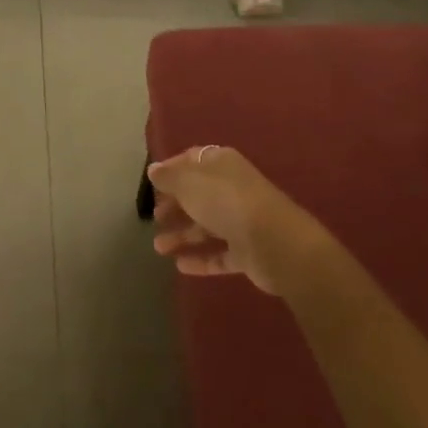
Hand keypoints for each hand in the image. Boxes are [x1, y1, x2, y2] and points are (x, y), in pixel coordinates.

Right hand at [147, 145, 324, 293]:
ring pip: (206, 226)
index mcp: (221, 164)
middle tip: (155, 217)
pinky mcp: (247, 252)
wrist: (274, 243)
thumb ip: (169, 177)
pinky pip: (219, 254)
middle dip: (175, 205)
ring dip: (182, 235)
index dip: (172, 170)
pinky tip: (180, 266)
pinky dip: (201, 259)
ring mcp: (241, 221)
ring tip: (159, 248)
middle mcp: (232, 189)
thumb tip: (154, 170)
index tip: (152, 183)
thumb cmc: (226, 201)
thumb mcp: (189, 183)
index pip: (192, 160)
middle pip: (198, 194)